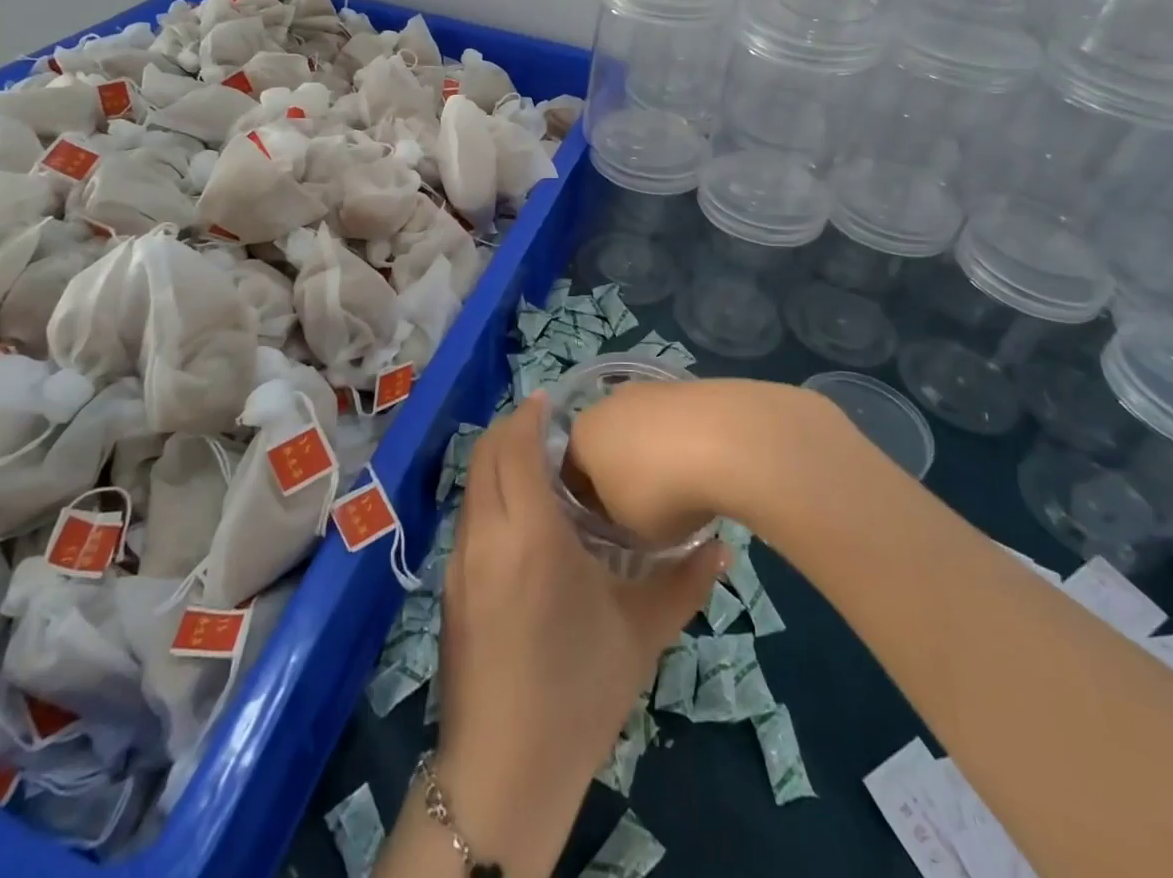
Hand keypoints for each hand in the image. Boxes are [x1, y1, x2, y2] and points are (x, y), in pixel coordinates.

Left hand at [434, 393, 725, 872]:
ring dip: (498, 462)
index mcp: (530, 533)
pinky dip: (490, 496)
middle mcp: (486, 534)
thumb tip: (723, 545)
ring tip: (538, 469)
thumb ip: (685, 581)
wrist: (505, 772)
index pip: (515, 446)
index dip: (529, 414)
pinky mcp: (449, 587)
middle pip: (484, 455)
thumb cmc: (578, 691)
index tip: (553, 400)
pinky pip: (469, 518)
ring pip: (473, 485)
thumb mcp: (640, 633)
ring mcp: (460, 561)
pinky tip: (522, 522)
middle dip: (511, 429)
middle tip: (549, 426)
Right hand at [566, 377, 852, 547]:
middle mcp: (606, 403)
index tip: (614, 534)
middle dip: (622, 476)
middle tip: (648, 513)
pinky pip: (675, 424)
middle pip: (606, 447)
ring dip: (656, 458)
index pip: (572, 476)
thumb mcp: (629, 530)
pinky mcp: (686, 385)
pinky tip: (706, 468)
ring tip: (685, 491)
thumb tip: (624, 513)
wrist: (727, 440)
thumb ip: (616, 523)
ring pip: (641, 432)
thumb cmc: (662, 492)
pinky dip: (684, 444)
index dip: (590, 508)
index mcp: (580, 436)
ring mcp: (648, 389)